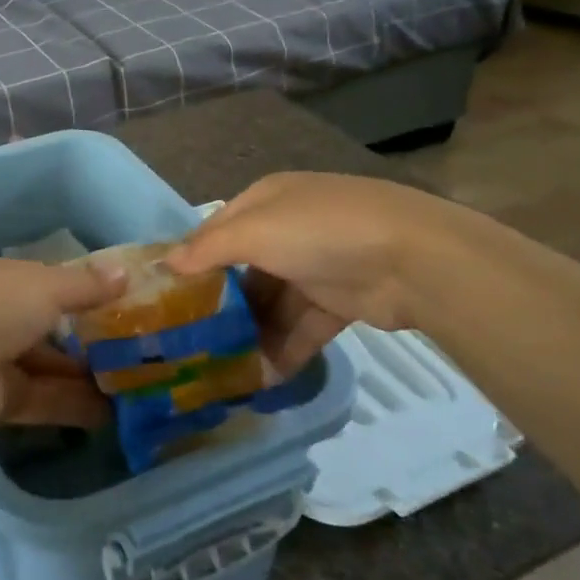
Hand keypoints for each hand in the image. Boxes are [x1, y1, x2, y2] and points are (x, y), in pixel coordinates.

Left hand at [0, 256, 127, 437]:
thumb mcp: (43, 287)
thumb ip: (85, 285)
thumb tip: (125, 272)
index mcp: (4, 279)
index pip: (52, 281)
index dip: (89, 289)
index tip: (132, 300)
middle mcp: (0, 316)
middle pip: (54, 326)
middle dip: (94, 336)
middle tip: (145, 346)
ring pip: (53, 366)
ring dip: (90, 374)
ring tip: (140, 382)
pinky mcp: (1, 402)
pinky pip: (47, 401)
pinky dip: (77, 405)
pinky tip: (117, 412)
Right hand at [166, 172, 456, 379]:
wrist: (414, 260)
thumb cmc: (319, 232)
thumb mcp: (254, 232)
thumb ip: (207, 249)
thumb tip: (165, 263)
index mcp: (266, 201)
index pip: (217, 230)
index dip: (192, 260)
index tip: (166, 297)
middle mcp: (288, 228)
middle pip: (243, 270)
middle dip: (221, 304)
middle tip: (191, 341)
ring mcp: (316, 265)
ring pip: (272, 303)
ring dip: (251, 334)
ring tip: (222, 370)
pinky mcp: (339, 301)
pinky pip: (301, 326)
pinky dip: (284, 349)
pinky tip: (263, 378)